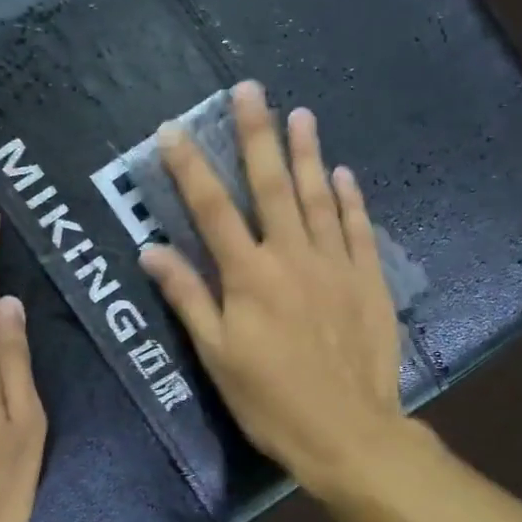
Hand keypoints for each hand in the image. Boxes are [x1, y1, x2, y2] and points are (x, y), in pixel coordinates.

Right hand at [139, 81, 405, 496]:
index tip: (173, 130)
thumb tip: (152, 250)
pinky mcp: (368, 281)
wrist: (348, 432)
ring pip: (318, 198)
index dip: (190, 168)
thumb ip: (188, 299)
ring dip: (307, 154)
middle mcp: (292, 258)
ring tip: (300, 114)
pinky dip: (349, 199)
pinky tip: (343, 174)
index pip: (212, 210)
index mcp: (249, 277)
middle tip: (251, 90)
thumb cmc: (271, 401)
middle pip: (271, 186)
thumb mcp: (217, 357)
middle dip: (257, 135)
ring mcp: (336, 265)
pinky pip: (358, 229)